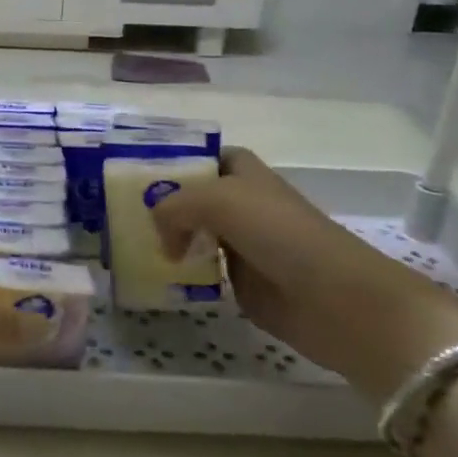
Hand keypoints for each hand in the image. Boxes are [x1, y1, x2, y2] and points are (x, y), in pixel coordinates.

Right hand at [149, 148, 457, 402]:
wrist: (335, 300)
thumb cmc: (281, 235)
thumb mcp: (220, 200)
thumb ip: (175, 205)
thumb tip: (159, 234)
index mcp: (244, 175)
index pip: (204, 157)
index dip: (176, 162)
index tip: (136, 176)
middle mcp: (242, 205)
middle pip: (194, 197)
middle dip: (162, 204)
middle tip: (122, 216)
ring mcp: (242, 245)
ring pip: (194, 234)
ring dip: (167, 239)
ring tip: (131, 246)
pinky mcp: (242, 283)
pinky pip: (201, 271)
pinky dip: (181, 273)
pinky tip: (159, 277)